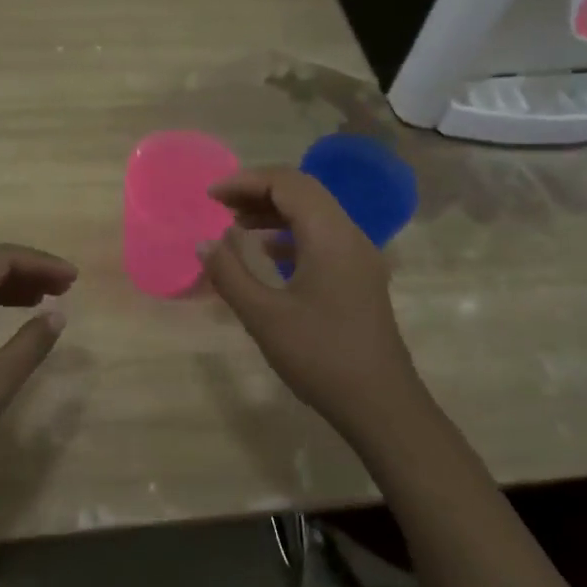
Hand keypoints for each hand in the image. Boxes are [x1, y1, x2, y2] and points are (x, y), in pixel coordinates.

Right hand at [199, 167, 425, 443]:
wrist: (381, 405)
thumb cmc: (321, 357)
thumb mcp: (264, 316)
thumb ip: (230, 274)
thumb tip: (204, 243)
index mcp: (330, 235)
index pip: (287, 184)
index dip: (246, 181)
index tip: (211, 196)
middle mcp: (349, 234)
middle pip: (303, 191)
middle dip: (259, 190)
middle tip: (220, 204)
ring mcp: (359, 256)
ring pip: (314, 213)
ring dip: (275, 211)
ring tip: (236, 223)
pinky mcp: (359, 276)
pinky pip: (322, 236)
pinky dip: (291, 234)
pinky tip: (267, 252)